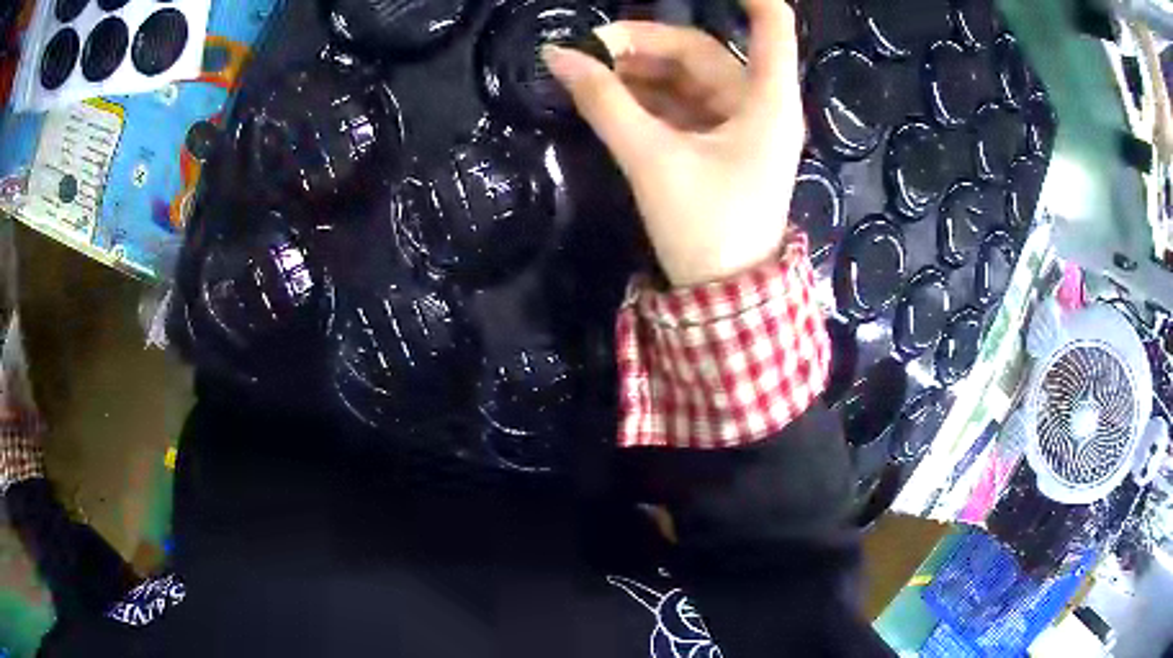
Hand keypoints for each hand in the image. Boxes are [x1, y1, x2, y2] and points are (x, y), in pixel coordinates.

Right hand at [544, 0, 803, 287]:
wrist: (723, 297)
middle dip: (644, 43)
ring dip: (640, 70)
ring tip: (589, 72)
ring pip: (688, 78)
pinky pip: (682, 105)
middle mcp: (759, 105)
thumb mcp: (652, 160)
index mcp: (767, 101)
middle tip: (588, 49)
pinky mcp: (720, 146)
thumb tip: (557, 56)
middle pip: (703, 51)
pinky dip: (648, 97)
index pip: (770, 24)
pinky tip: (610, 96)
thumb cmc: (705, 227)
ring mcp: (740, 126)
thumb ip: (604, 103)